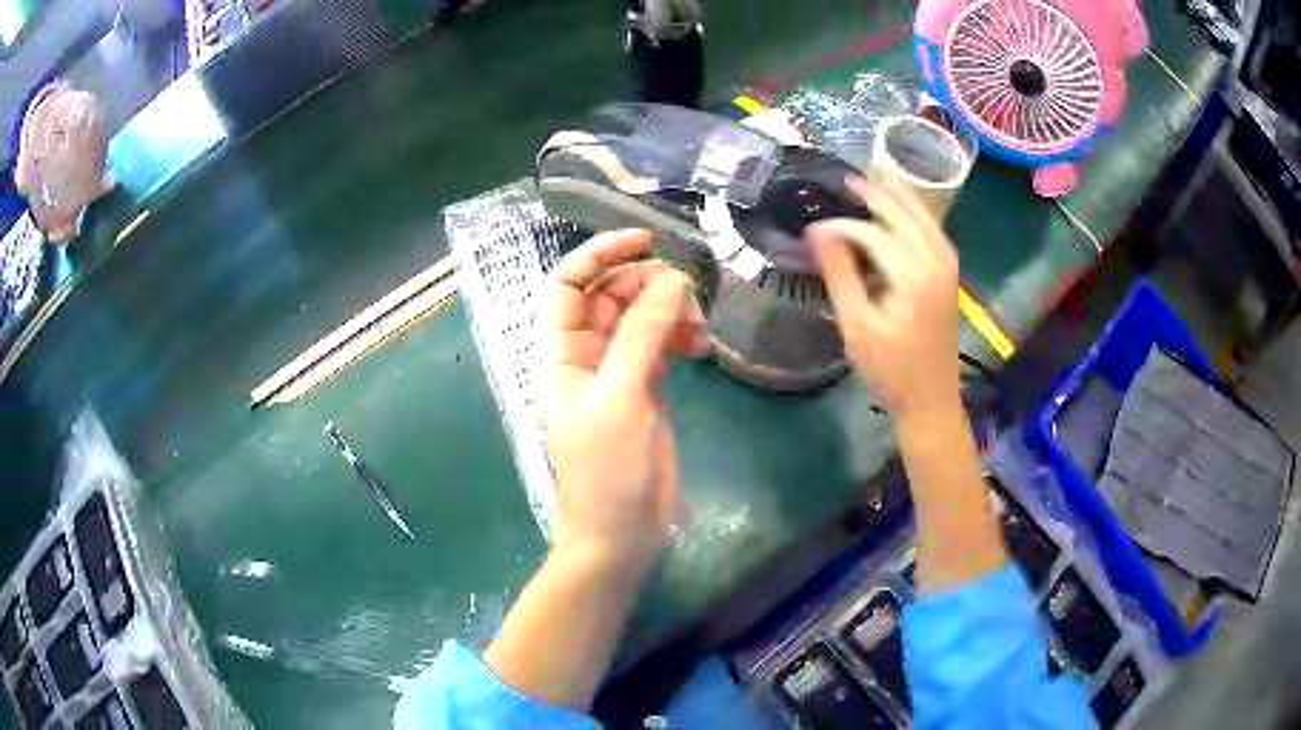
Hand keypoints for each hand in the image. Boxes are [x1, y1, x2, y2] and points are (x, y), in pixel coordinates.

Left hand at [543, 229, 708, 576]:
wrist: (621, 534)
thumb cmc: (608, 470)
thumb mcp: (622, 397)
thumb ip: (644, 334)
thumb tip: (672, 279)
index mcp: (561, 352)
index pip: (567, 284)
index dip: (599, 255)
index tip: (647, 241)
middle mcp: (585, 355)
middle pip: (611, 295)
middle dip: (648, 284)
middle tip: (688, 295)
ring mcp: (618, 371)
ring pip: (641, 317)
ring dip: (670, 311)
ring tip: (699, 330)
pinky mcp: (647, 389)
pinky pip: (661, 344)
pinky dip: (680, 336)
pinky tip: (701, 347)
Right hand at [808, 176, 960, 416]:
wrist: (931, 400)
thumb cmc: (891, 369)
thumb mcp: (857, 326)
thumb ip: (839, 274)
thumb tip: (818, 232)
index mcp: (912, 274)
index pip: (871, 233)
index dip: (841, 226)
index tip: (813, 231)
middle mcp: (936, 260)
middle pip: (903, 213)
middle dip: (874, 195)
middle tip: (846, 180)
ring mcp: (948, 266)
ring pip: (924, 217)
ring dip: (899, 197)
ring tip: (875, 180)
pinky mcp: (950, 275)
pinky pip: (933, 231)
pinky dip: (916, 214)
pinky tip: (903, 210)